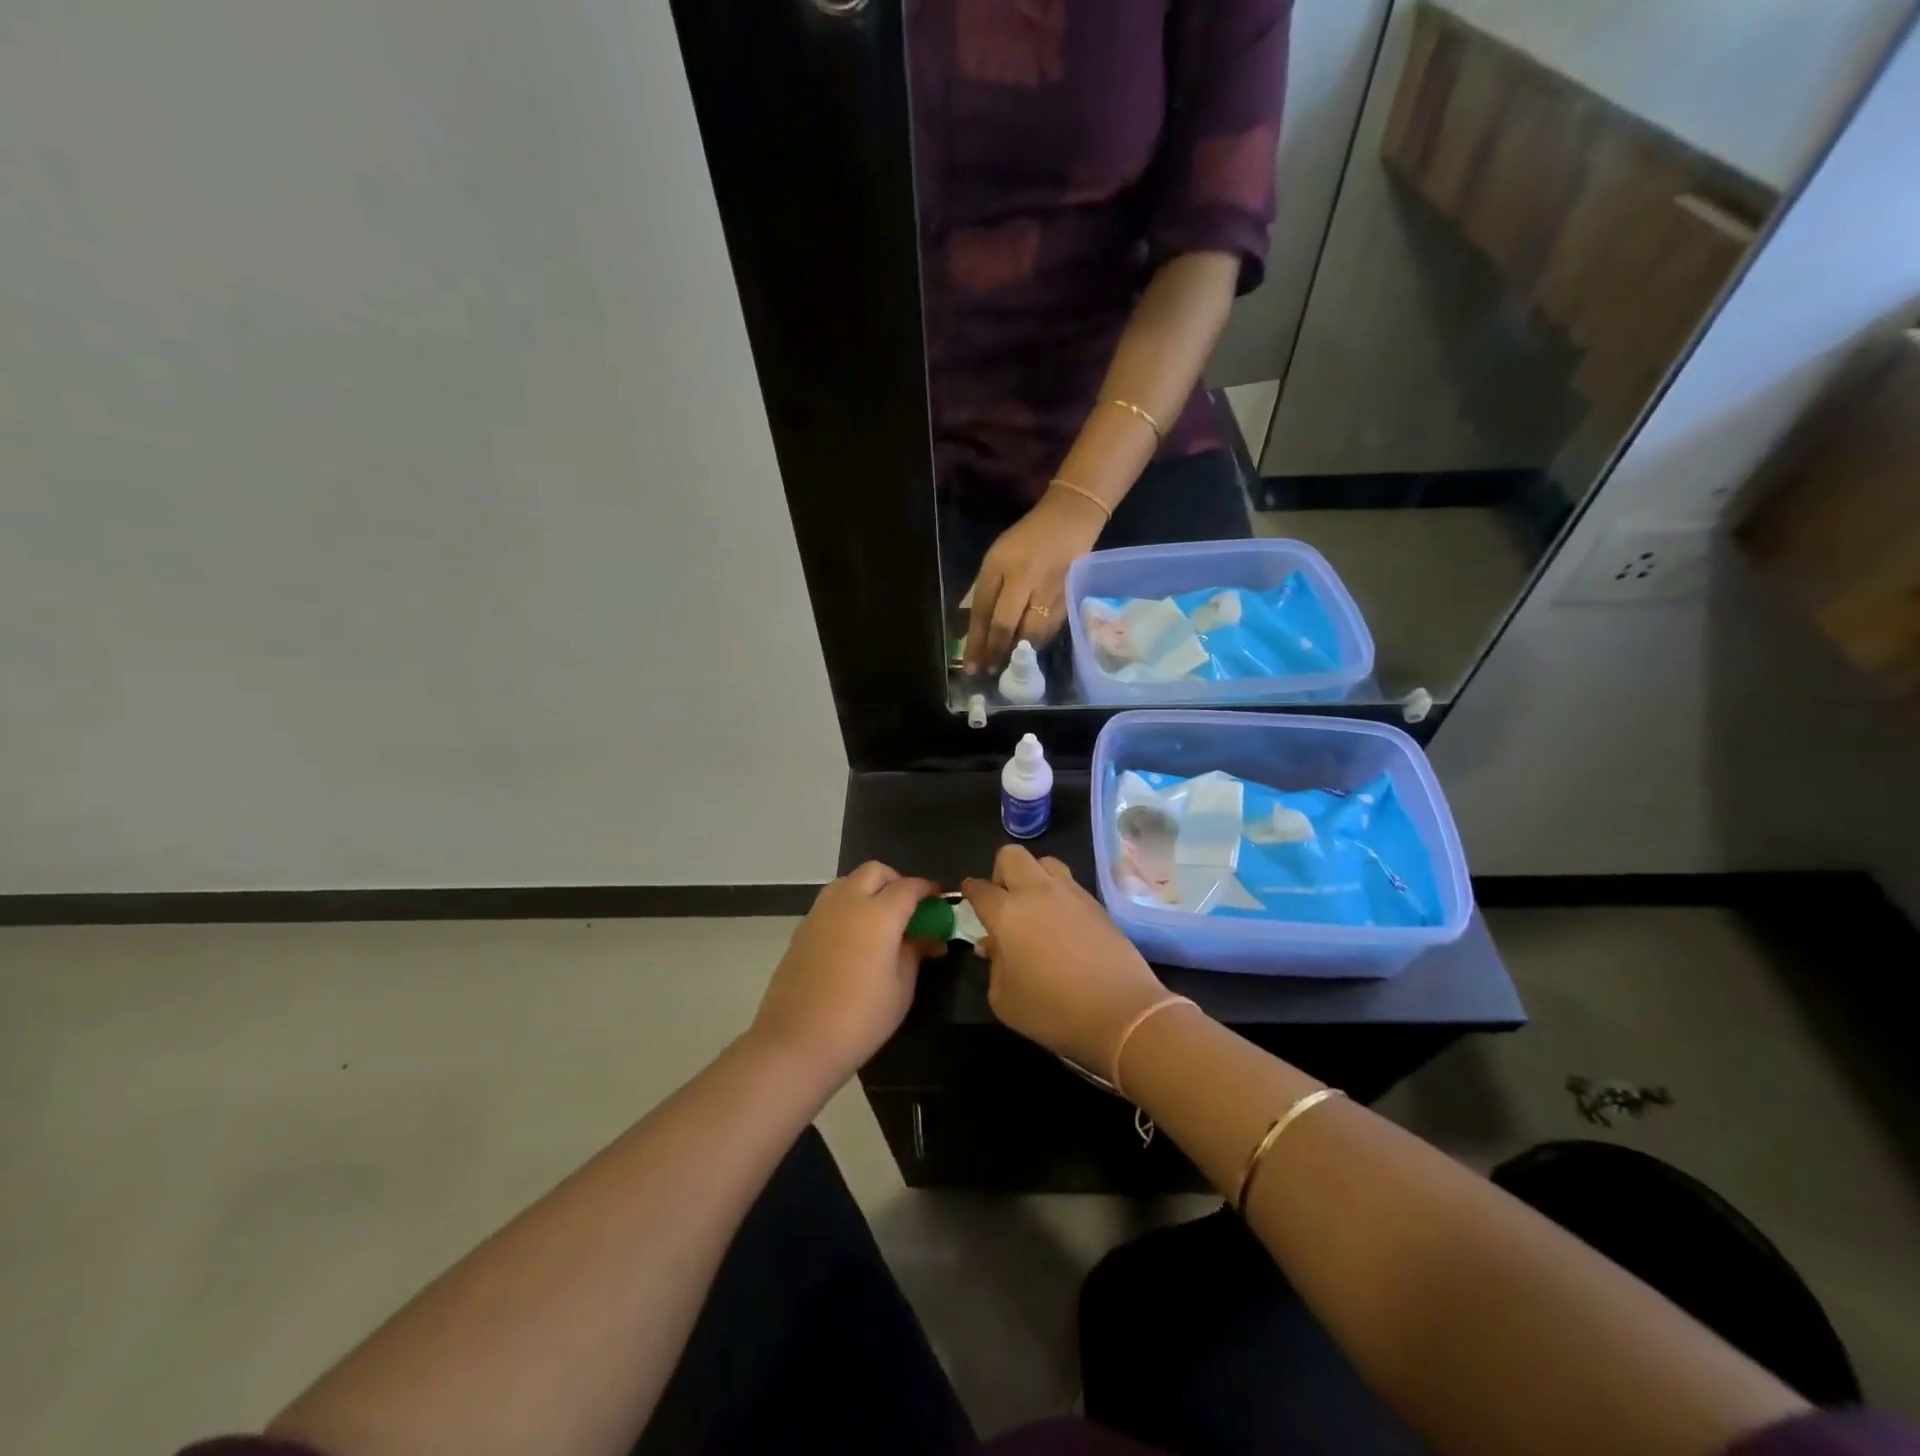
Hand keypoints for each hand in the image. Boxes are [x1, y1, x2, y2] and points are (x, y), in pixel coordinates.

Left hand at [751, 862, 939, 1086]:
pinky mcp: (802, 929)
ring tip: (879, 922)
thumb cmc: (860, 1018)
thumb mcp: (901, 988)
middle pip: (875, 872)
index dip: (928, 890)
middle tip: (908, 910)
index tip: (939, 902)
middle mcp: (848, 902)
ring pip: (848, 881)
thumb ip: (915, 952)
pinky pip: (830, 902)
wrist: (797, 1042)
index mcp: (878, 914)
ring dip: (868, 890)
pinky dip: (847, 906)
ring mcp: (820, 913)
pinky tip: (853, 938)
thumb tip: (928, 937)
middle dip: (896, 882)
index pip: (910, 886)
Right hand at [962, 846, 1167, 1079]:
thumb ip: (994, 966)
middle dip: (1001, 872)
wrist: (1122, 1012)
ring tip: (1036, 908)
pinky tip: (1062, 925)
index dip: (970, 892)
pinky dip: (1059, 896)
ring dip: (1034, 877)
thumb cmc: (1053, 1010)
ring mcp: (1071, 894)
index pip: (980, 888)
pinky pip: (1070, 885)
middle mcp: (1037, 892)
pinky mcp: (1098, 904)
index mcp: (1007, 912)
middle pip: (1012, 856)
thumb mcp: (1005, 999)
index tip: (969, 898)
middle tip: (1003, 901)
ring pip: (1045, 863)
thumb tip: (994, 946)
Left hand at [963, 488, 1105, 672]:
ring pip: (1030, 633)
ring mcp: (1048, 589)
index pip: (983, 611)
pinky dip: (1037, 642)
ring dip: (1018, 652)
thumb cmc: (1026, 539)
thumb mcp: (997, 558)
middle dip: (995, 653)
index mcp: (999, 566)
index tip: (971, 666)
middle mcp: (1023, 579)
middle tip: (989, 671)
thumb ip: (987, 591)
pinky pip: (1049, 629)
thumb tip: (979, 630)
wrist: (1070, 520)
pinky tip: (1030, 648)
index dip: (976, 642)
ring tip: (1009, 663)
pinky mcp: (1068, 597)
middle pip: (1005, 625)